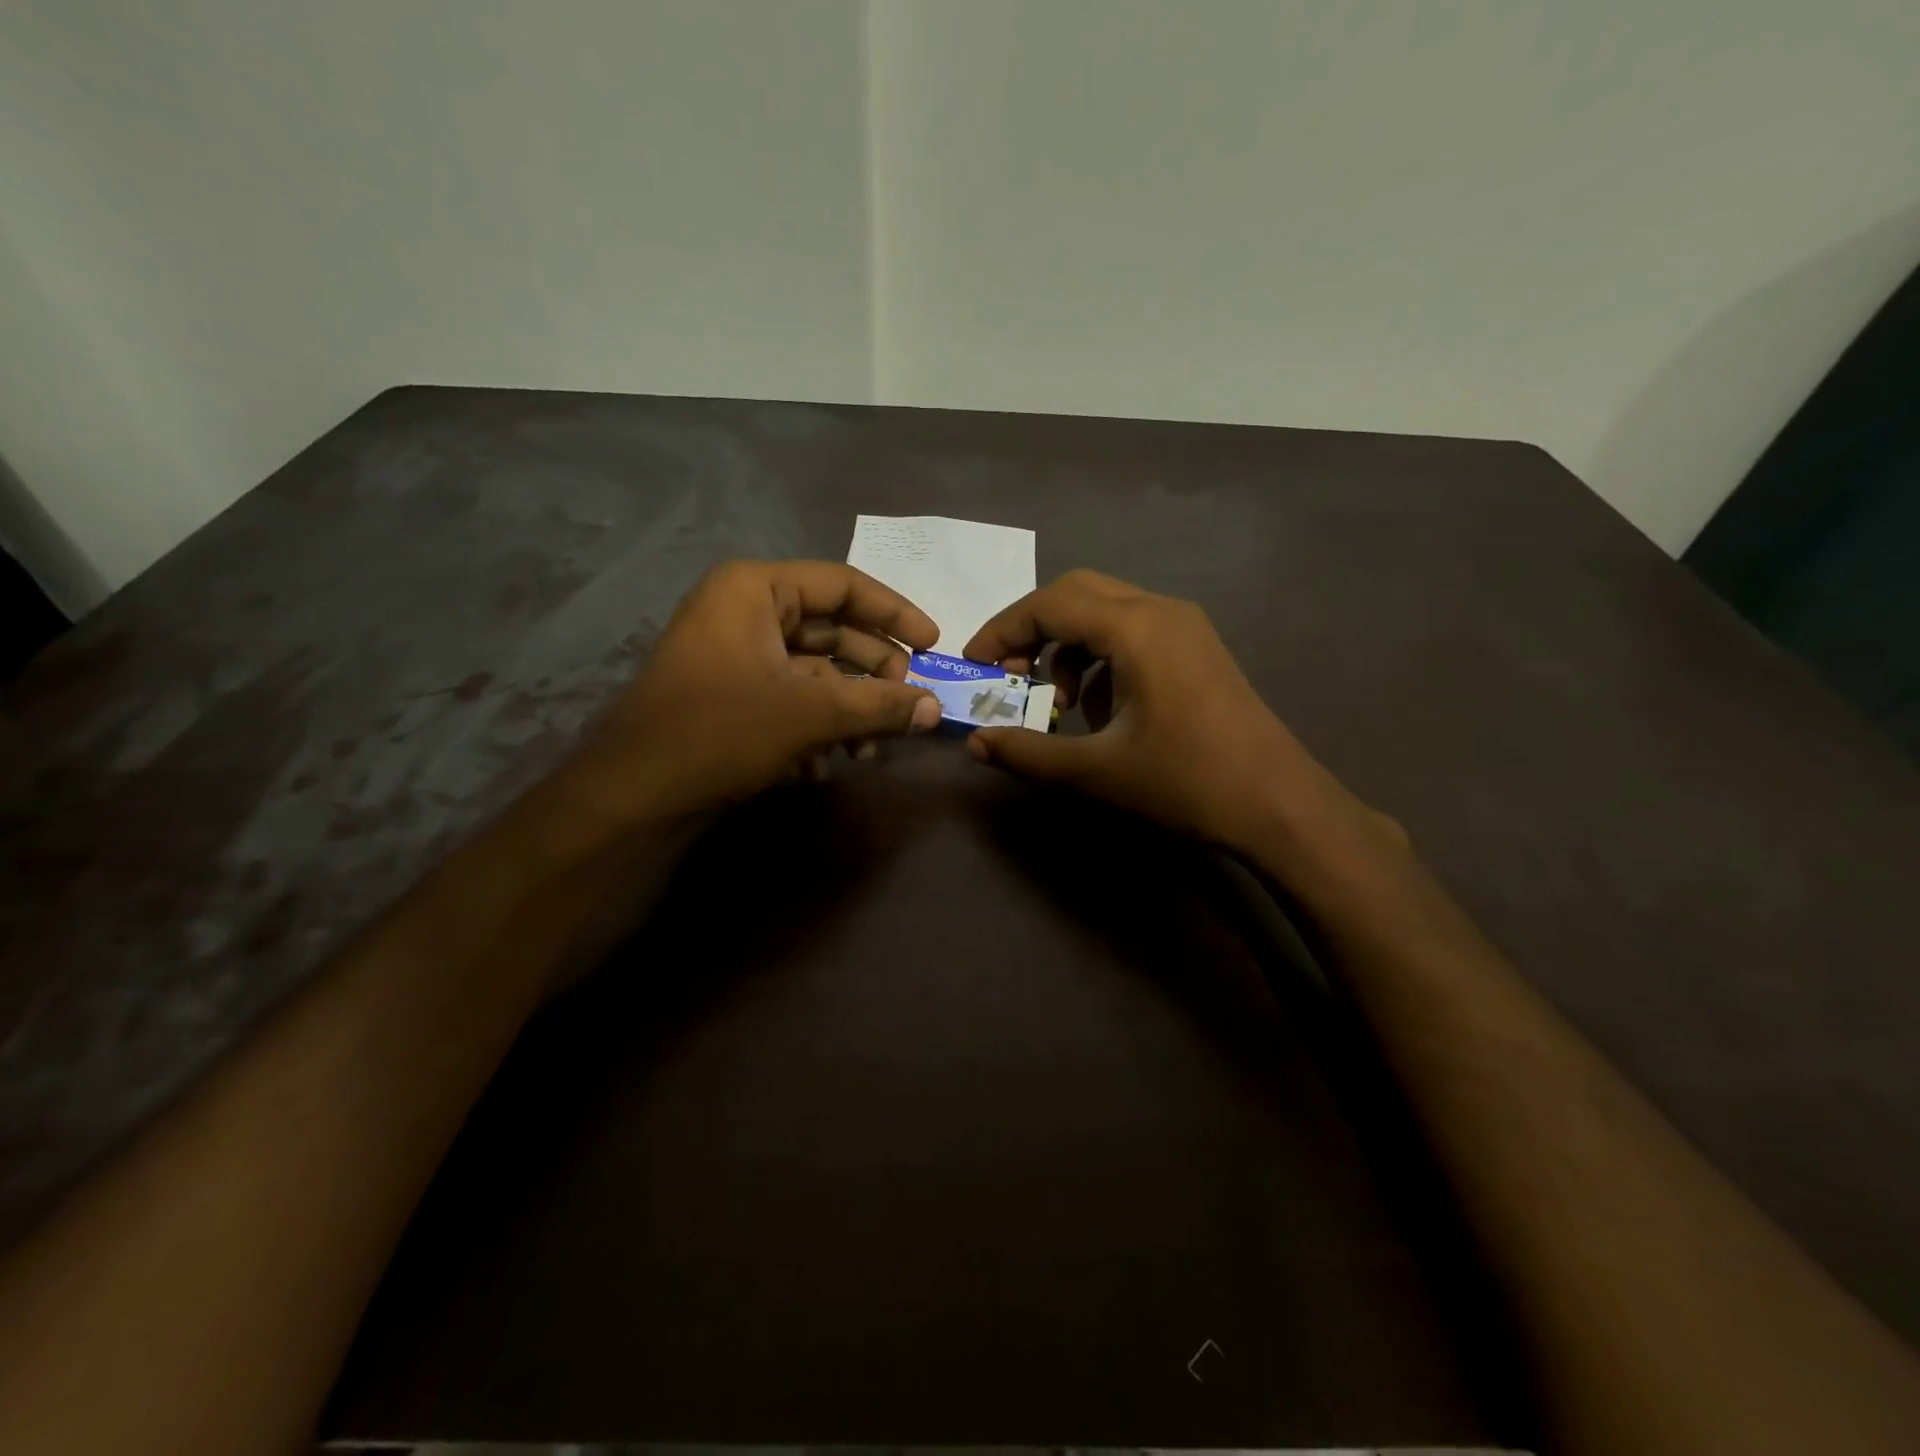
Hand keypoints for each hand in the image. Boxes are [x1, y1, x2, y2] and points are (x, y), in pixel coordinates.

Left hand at [568, 560, 941, 823]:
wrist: (634, 793)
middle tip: (908, 702)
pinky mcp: (731, 694)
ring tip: (871, 747)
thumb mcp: (810, 714)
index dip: (895, 614)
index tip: (934, 645)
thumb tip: (936, 710)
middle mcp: (744, 611)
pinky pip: (790, 696)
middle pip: (832, 630)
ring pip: (814, 670)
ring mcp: (735, 654)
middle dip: (873, 671)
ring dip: (848, 707)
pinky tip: (831, 762)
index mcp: (756, 590)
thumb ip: (878, 706)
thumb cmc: (720, 730)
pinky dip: (817, 724)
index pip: (843, 585)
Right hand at [964, 570, 1401, 856]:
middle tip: (1011, 675)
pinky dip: (1102, 658)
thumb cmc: (1185, 783)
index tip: (974, 665)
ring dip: (1069, 647)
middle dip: (1033, 629)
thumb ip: (1026, 753)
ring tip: (1062, 704)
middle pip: (1077, 594)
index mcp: (1136, 627)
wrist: (1279, 806)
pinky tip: (1103, 710)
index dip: (1002, 630)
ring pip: (1106, 612)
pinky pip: (1134, 633)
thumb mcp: (1094, 771)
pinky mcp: (1197, 649)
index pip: (1049, 604)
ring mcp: (1186, 627)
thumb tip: (975, 743)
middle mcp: (1161, 611)